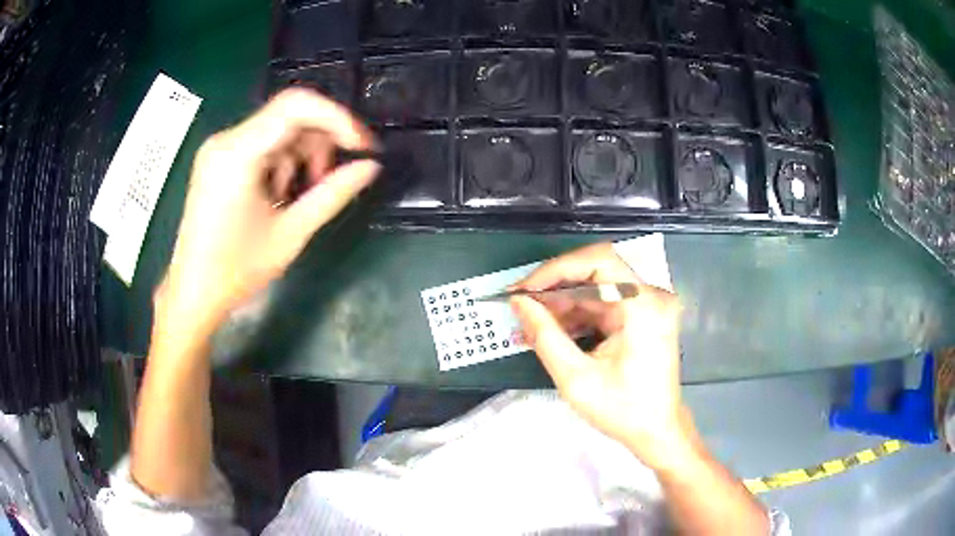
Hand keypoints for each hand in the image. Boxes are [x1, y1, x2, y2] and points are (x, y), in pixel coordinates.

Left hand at [157, 89, 379, 333]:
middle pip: (289, 115)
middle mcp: (226, 140)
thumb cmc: (235, 270)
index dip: (338, 119)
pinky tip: (279, 195)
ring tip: (300, 197)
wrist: (193, 293)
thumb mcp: (290, 234)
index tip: (363, 146)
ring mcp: (220, 148)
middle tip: (331, 179)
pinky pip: (263, 143)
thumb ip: (332, 194)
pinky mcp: (219, 159)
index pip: (296, 107)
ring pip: (278, 129)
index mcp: (237, 154)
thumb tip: (371, 167)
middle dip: (320, 142)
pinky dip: (282, 162)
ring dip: (301, 155)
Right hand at [510, 243, 687, 468]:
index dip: (558, 269)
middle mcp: (651, 297)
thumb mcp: (575, 378)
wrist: (657, 431)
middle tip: (520, 306)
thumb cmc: (622, 410)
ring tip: (532, 324)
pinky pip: (603, 303)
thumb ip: (544, 336)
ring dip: (562, 304)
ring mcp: (648, 305)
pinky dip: (577, 315)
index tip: (525, 290)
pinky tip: (554, 331)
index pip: (599, 261)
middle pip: (596, 273)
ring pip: (596, 288)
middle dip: (554, 289)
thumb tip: (518, 302)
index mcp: (644, 307)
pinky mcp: (642, 315)